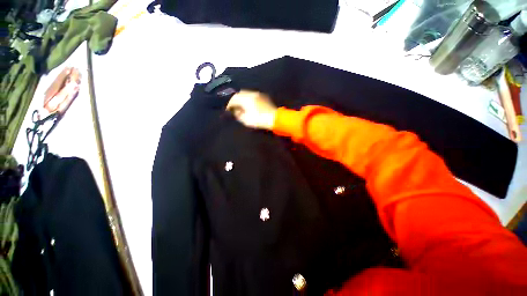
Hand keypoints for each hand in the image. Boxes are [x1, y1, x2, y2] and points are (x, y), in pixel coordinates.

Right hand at [226, 90, 277, 129]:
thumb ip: (238, 114)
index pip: (233, 99)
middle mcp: (251, 93)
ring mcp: (258, 94)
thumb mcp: (245, 119)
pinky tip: (249, 105)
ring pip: (246, 94)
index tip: (227, 110)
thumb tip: (235, 111)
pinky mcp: (263, 97)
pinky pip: (252, 96)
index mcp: (245, 98)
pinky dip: (248, 99)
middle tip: (233, 107)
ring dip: (241, 99)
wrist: (274, 118)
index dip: (229, 105)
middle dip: (235, 100)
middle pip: (239, 94)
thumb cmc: (259, 119)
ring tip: (240, 106)